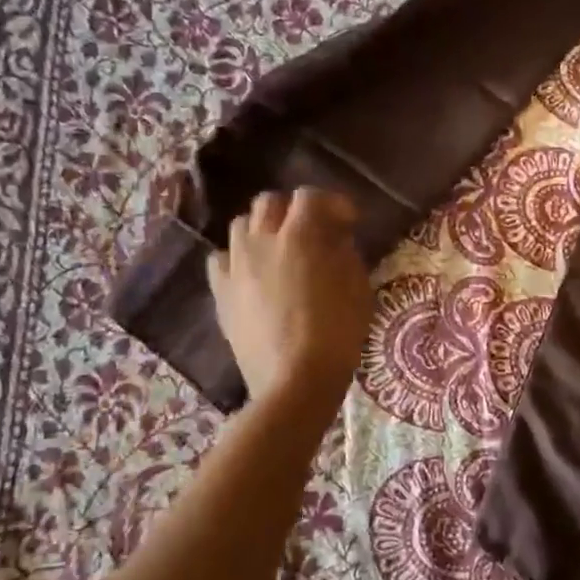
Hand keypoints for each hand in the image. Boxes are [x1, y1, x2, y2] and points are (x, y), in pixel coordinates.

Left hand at [207, 188, 371, 410]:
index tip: (349, 221)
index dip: (333, 203)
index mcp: (301, 236)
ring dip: (262, 229)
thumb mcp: (359, 290)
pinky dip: (238, 259)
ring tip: (278, 250)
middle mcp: (262, 240)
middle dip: (292, 210)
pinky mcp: (220, 293)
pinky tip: (251, 275)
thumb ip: (346, 255)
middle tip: (313, 231)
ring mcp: (236, 266)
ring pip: (241, 226)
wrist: (295, 382)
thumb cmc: (338, 335)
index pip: (311, 197)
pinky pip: (221, 260)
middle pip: (269, 203)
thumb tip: (335, 240)